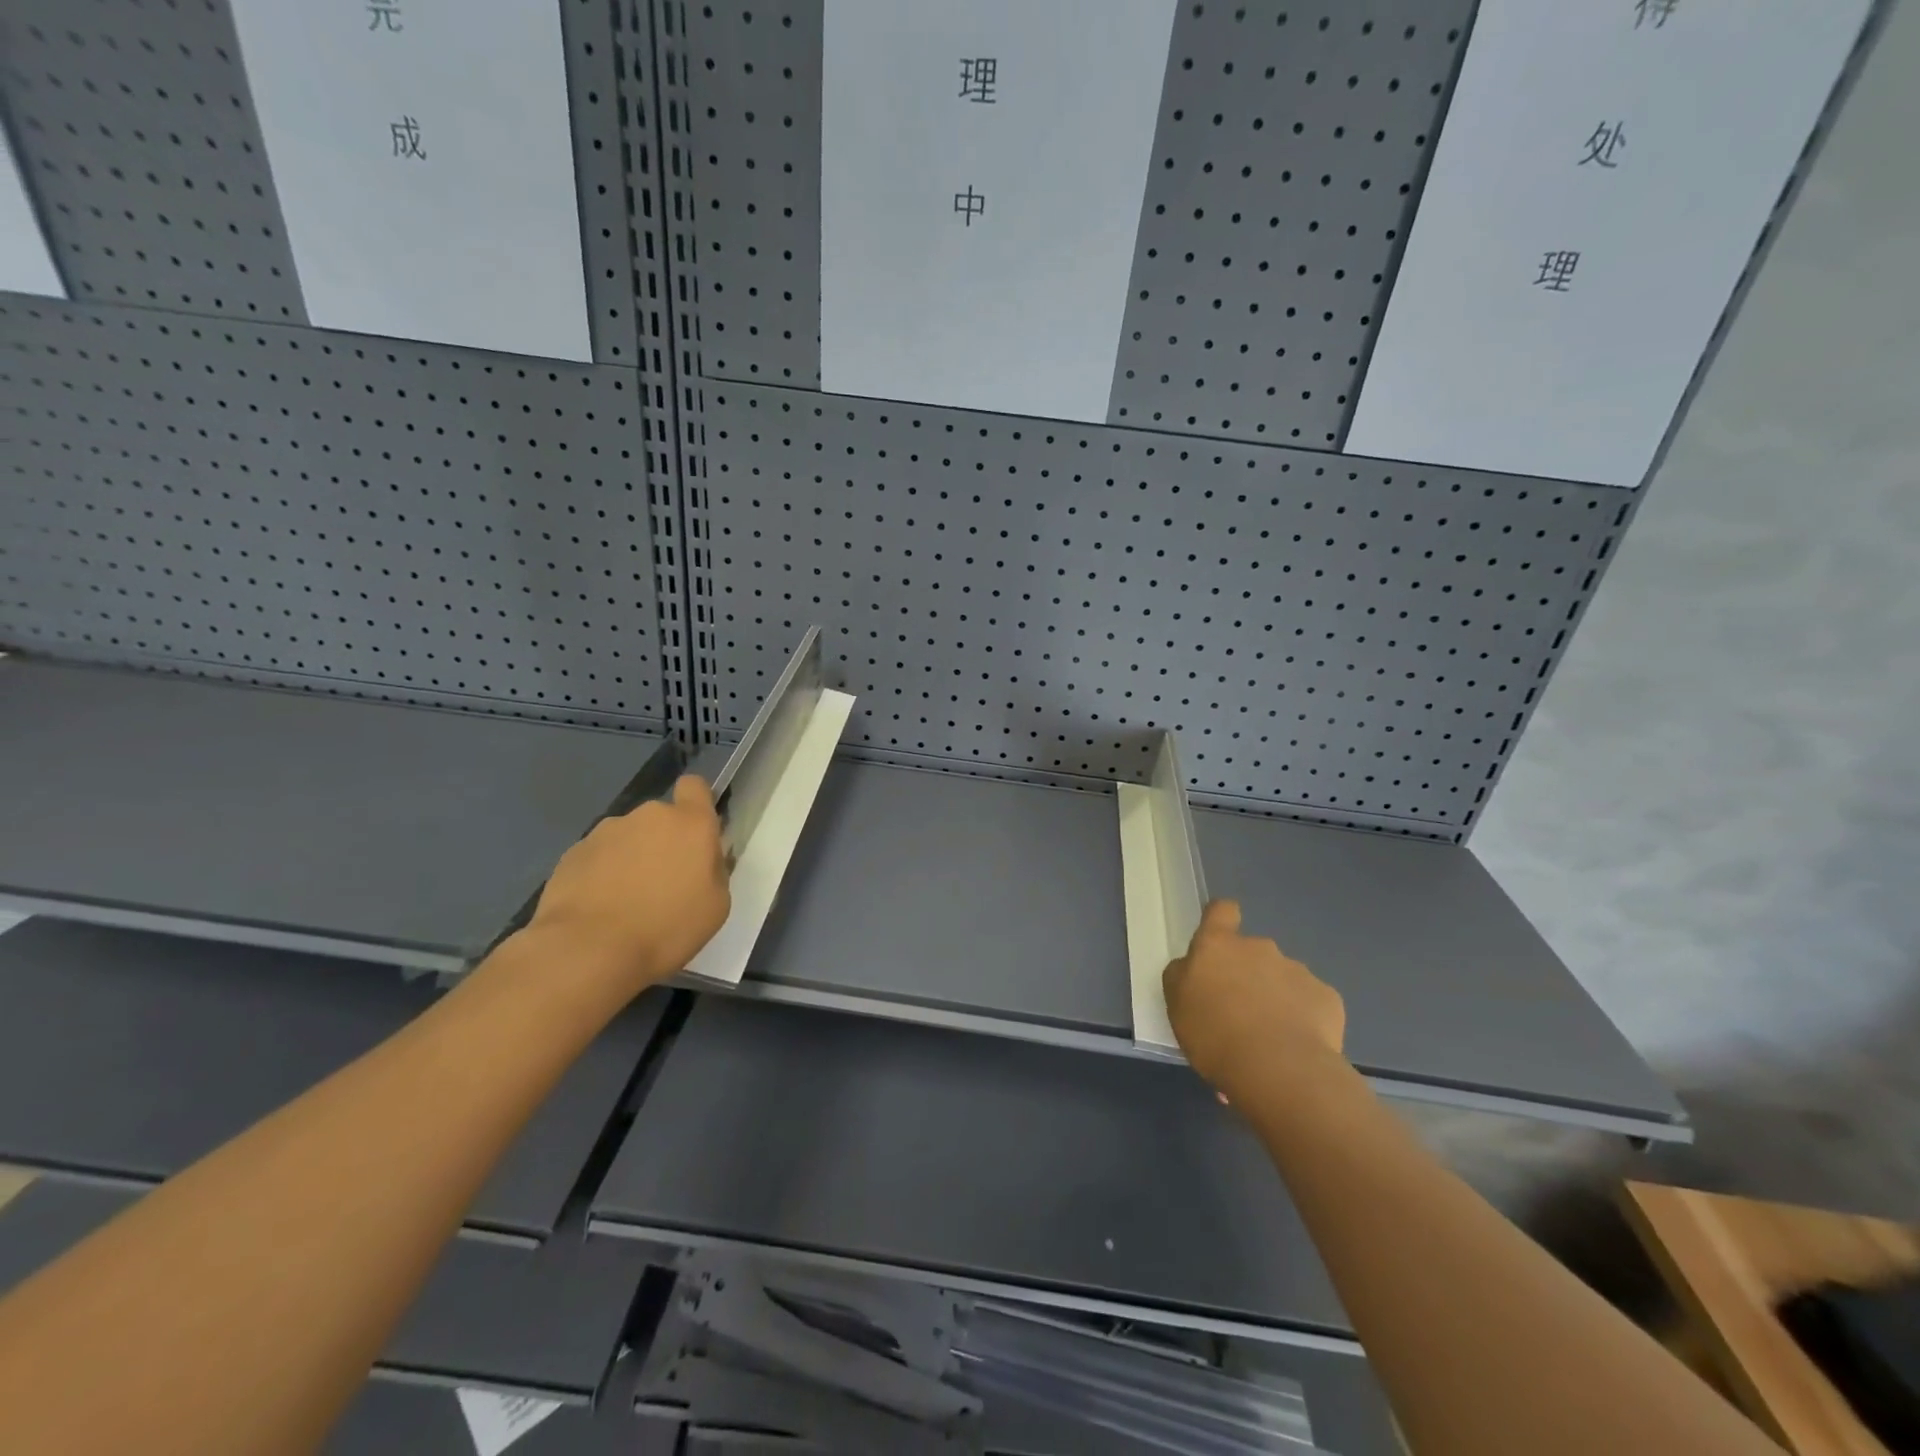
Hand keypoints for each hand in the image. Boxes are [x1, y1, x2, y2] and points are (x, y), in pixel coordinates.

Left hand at [527, 775, 730, 992]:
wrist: (587, 950)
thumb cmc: (666, 928)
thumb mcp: (715, 906)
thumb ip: (714, 870)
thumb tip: (703, 859)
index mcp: (690, 824)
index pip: (695, 786)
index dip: (696, 803)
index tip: (695, 833)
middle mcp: (648, 816)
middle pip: (661, 818)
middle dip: (663, 842)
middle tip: (663, 884)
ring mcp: (606, 832)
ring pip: (628, 838)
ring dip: (631, 859)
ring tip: (625, 902)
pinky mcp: (573, 852)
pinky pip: (598, 857)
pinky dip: (601, 875)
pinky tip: (599, 908)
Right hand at [1163, 900, 1345, 1100]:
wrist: (1280, 1069)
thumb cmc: (1215, 1034)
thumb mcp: (1177, 1006)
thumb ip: (1182, 977)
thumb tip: (1191, 967)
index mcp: (1218, 946)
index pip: (1221, 911)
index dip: (1220, 920)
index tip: (1220, 940)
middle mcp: (1259, 948)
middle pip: (1252, 952)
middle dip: (1248, 975)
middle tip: (1240, 1014)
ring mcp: (1297, 970)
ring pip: (1281, 979)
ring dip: (1275, 998)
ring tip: (1270, 1039)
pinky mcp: (1327, 997)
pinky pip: (1310, 1002)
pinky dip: (1304, 1018)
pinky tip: (1297, 1047)